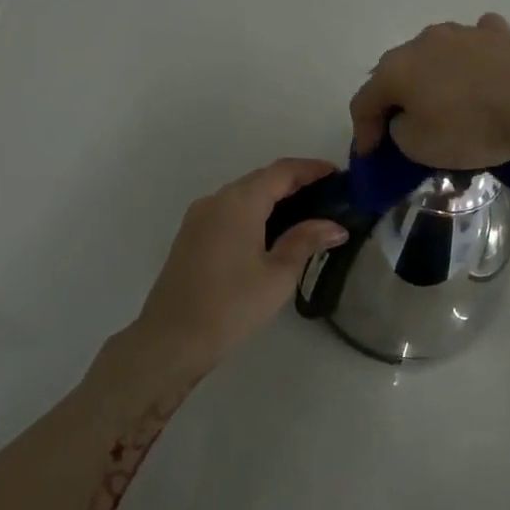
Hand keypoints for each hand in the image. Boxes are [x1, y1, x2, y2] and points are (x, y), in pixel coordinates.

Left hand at [126, 158, 348, 378]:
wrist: (171, 340)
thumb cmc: (231, 306)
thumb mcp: (278, 275)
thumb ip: (306, 241)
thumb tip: (335, 226)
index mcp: (239, 202)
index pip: (282, 171)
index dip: (311, 169)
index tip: (338, 175)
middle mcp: (216, 199)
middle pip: (262, 179)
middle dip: (295, 182)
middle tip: (328, 196)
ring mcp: (199, 217)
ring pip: (244, 195)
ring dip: (274, 197)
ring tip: (307, 214)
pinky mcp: (191, 236)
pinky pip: (229, 211)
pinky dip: (255, 212)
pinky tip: (272, 232)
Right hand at [350, 13, 509, 168]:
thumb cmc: (471, 127)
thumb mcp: (420, 147)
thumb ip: (399, 131)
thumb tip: (406, 118)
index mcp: (396, 68)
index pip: (364, 100)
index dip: (363, 131)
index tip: (370, 155)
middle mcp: (422, 41)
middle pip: (397, 72)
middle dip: (394, 99)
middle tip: (399, 126)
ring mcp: (462, 31)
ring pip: (435, 55)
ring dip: (432, 78)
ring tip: (443, 101)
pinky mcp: (499, 33)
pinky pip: (474, 46)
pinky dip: (470, 60)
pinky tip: (480, 72)